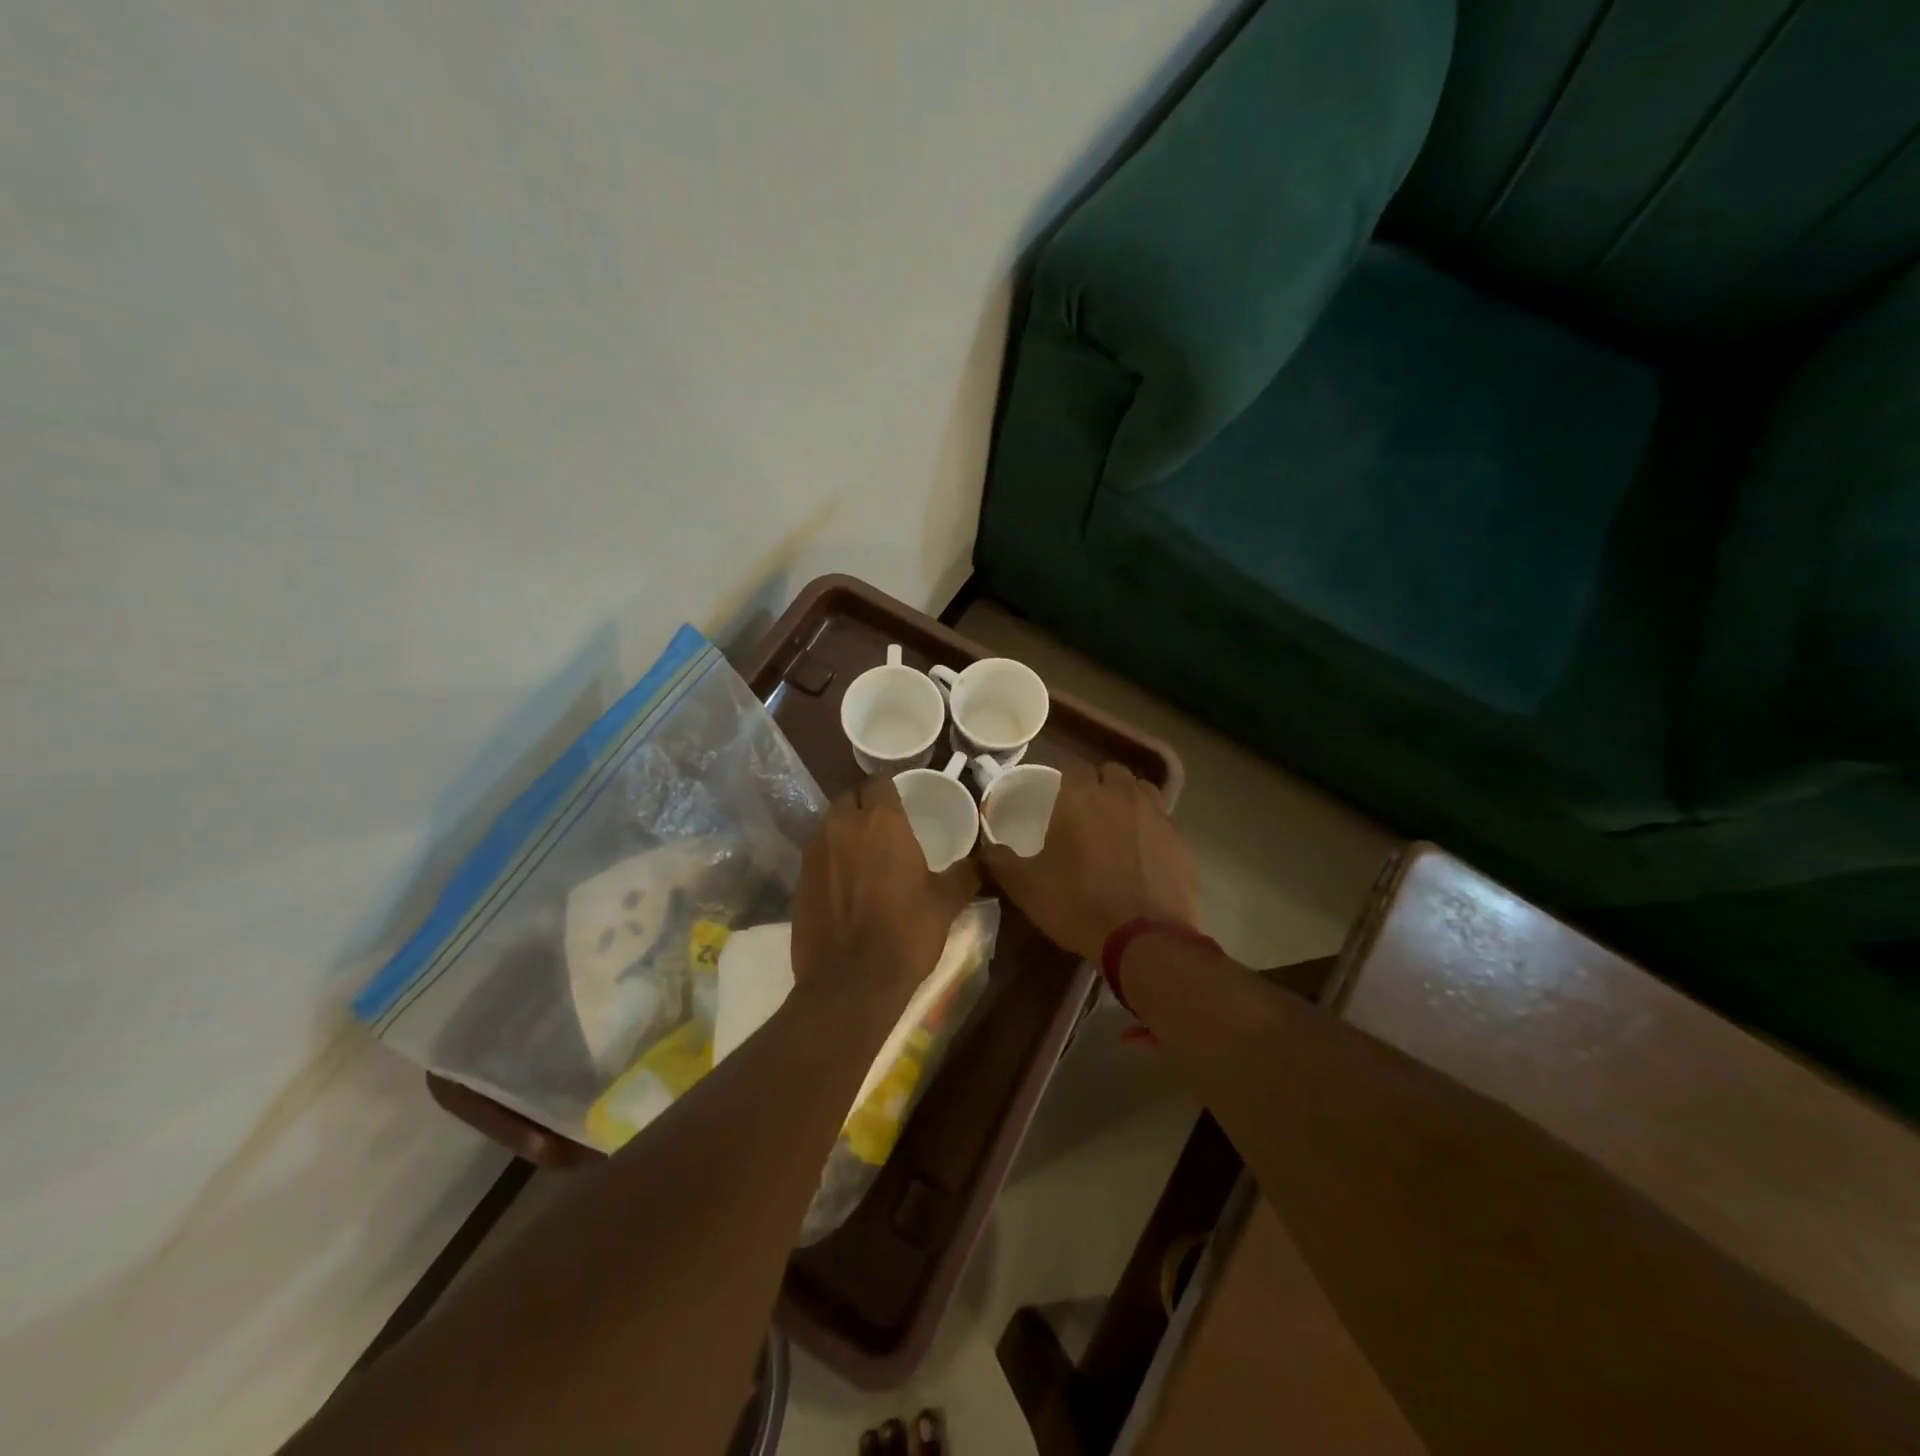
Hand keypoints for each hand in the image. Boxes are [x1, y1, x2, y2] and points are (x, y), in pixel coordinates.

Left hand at [791, 776, 979, 1014]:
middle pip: (850, 797)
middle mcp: (843, 825)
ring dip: (845, 828)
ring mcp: (815, 851)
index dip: (890, 788)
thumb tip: (987, 859)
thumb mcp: (946, 902)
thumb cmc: (906, 932)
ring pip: (830, 822)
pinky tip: (844, 880)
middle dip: (865, 804)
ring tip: (864, 851)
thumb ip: (966, 874)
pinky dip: (830, 856)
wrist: (851, 982)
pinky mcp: (798, 877)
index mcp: (882, 821)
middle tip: (884, 826)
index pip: (879, 781)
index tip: (902, 802)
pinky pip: (816, 852)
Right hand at [980, 761, 1196, 960]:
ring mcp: (1155, 814)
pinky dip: (1150, 827)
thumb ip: (999, 860)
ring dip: (1128, 799)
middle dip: (1098, 785)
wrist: (1143, 938)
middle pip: (1110, 772)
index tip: (1055, 798)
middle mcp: (1120, 794)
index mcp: (1081, 797)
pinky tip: (1142, 852)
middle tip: (1086, 812)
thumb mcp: (1025, 886)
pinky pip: (1162, 820)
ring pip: (1141, 790)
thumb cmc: (1077, 904)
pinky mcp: (1179, 839)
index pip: (1072, 766)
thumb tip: (986, 848)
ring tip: (1117, 825)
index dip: (1064, 779)